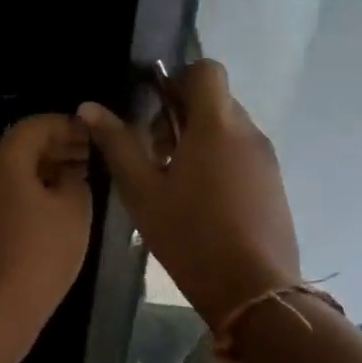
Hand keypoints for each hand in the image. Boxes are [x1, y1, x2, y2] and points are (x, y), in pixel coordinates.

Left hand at [0, 114, 93, 360]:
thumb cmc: (39, 254)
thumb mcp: (73, 211)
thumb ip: (76, 180)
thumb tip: (70, 173)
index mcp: (4, 160)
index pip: (36, 125)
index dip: (67, 125)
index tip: (94, 133)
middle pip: (21, 146)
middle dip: (58, 146)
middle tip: (92, 155)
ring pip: (13, 171)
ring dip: (46, 170)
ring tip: (81, 179)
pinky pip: (6, 193)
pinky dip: (31, 190)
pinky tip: (57, 207)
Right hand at [79, 61, 299, 328]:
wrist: (254, 293)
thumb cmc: (190, 235)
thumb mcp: (141, 190)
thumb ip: (116, 143)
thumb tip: (88, 107)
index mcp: (216, 125)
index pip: (207, 70)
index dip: (178, 79)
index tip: (154, 110)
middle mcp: (248, 133)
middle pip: (214, 100)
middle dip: (181, 115)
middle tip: (154, 153)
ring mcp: (266, 160)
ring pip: (228, 128)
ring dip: (198, 140)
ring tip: (173, 181)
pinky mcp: (274, 185)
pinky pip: (241, 154)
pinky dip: (218, 161)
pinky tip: (198, 201)